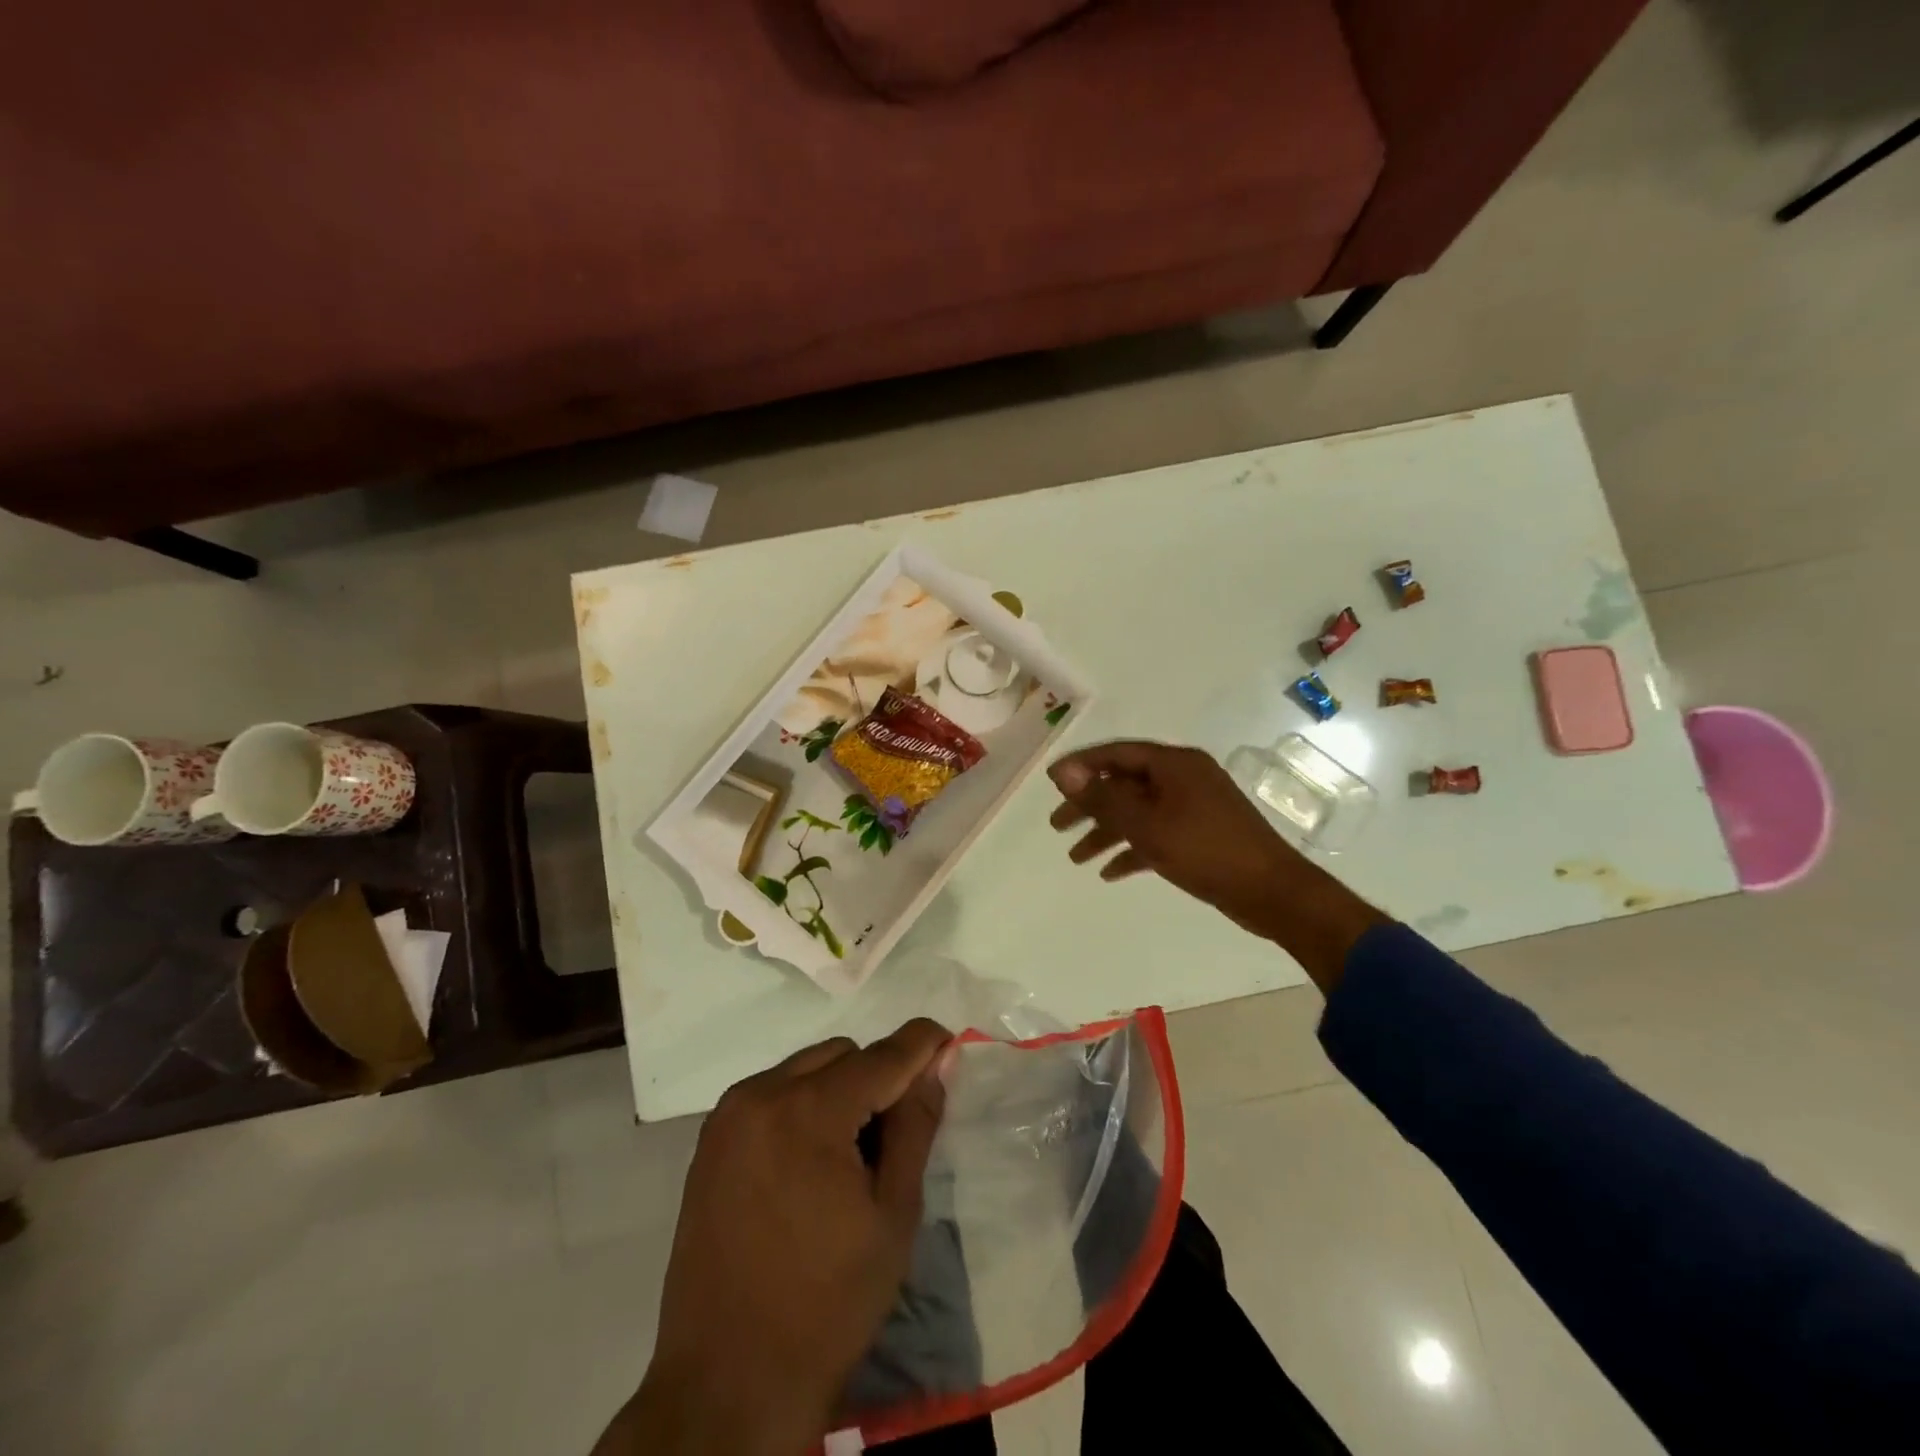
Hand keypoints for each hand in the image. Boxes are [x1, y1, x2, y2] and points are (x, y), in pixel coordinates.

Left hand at [606, 1020, 950, 1455]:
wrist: (727, 1384)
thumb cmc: (827, 1303)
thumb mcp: (893, 1214)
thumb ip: (915, 1126)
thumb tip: (934, 1064)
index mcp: (807, 1112)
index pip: (880, 1056)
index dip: (921, 1044)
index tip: (948, 1041)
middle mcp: (761, 1095)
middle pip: (841, 1055)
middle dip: (876, 1076)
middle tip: (892, 1134)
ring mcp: (728, 1116)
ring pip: (805, 1068)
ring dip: (838, 1088)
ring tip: (849, 1154)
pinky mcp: (710, 1141)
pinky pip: (772, 1094)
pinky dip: (802, 1106)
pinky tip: (809, 1163)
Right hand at [1047, 740, 1385, 987]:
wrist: (1272, 892)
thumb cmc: (1206, 850)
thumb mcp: (1147, 824)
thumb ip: (1103, 798)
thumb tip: (1063, 772)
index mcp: (1174, 764)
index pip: (1117, 754)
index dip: (1081, 766)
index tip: (1051, 782)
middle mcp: (1183, 779)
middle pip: (1125, 785)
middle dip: (1089, 805)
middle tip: (1056, 824)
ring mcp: (1193, 807)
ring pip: (1138, 813)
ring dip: (1106, 832)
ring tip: (1075, 857)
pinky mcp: (1199, 835)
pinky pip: (1157, 835)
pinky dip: (1133, 850)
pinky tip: (1110, 873)